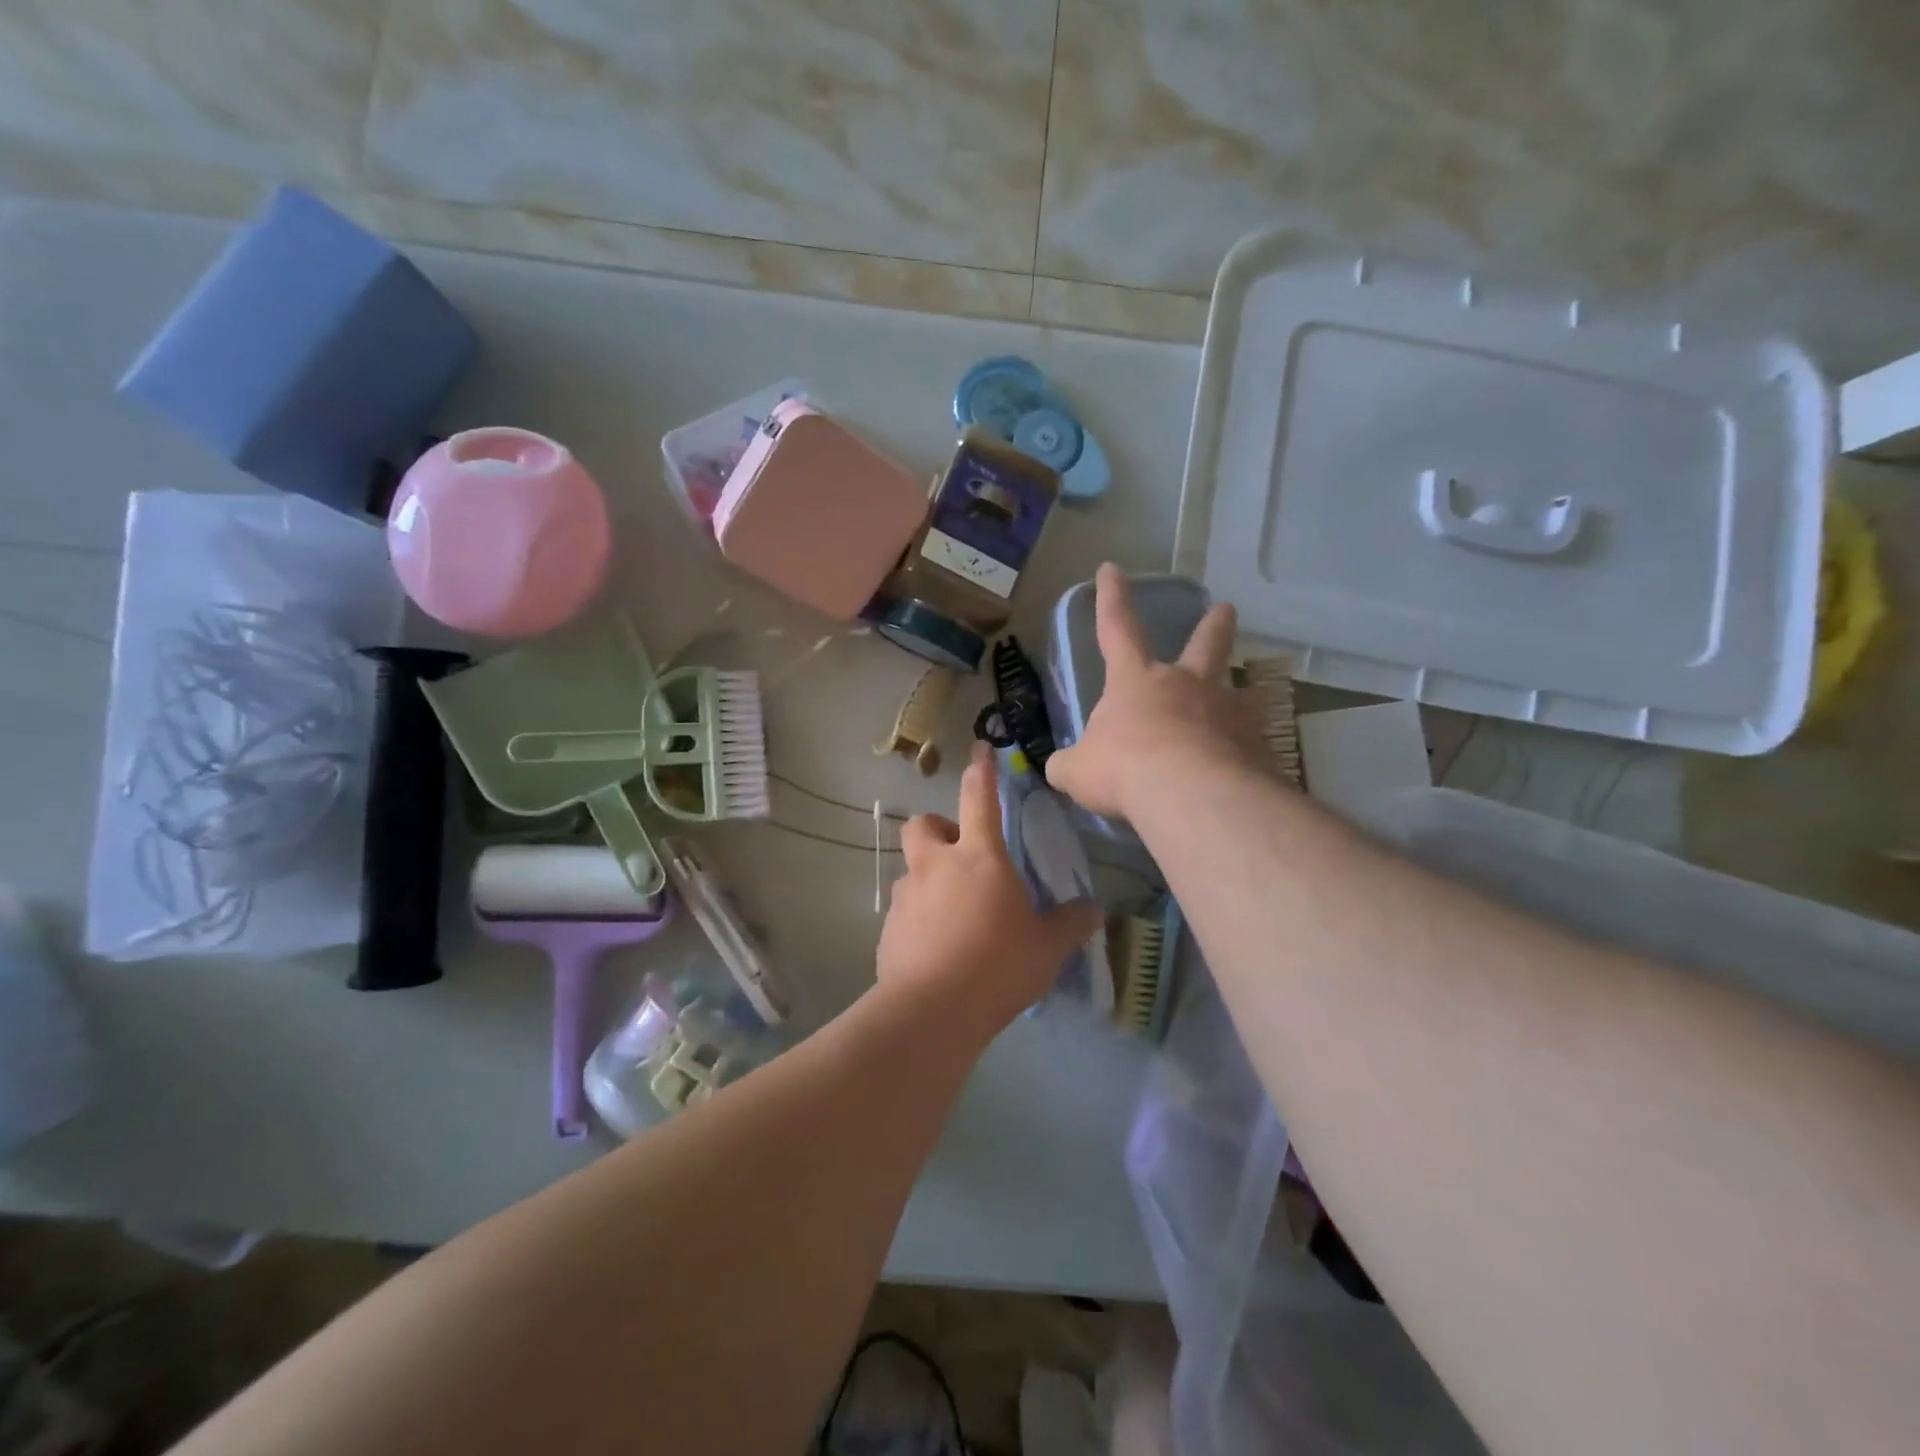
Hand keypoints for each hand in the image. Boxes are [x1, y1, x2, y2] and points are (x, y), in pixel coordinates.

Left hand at [878, 744, 1103, 1039]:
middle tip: (962, 856)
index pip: (979, 796)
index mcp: (979, 857)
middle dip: (939, 829)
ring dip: (930, 878)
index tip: (981, 749)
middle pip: (924, 823)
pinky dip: (920, 917)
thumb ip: (1071, 923)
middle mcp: (937, 865)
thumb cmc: (997, 966)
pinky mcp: (888, 928)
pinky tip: (938, 948)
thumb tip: (1095, 909)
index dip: (981, 769)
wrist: (931, 1011)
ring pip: (912, 868)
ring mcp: (907, 895)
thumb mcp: (1047, 947)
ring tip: (955, 913)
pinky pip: (905, 909)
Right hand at [1044, 562, 1266, 819]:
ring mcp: (1226, 711)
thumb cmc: (1124, 770)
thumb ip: (1069, 765)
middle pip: (1204, 644)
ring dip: (1236, 696)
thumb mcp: (1078, 771)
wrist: (1191, 796)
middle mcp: (1186, 685)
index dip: (1111, 598)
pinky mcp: (1255, 744)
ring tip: (1239, 707)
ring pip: (1236, 692)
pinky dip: (1243, 751)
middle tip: (1226, 609)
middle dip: (1214, 624)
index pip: (1117, 628)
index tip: (1111, 569)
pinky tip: (1243, 771)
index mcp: (1136, 681)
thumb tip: (1060, 768)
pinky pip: (1248, 742)